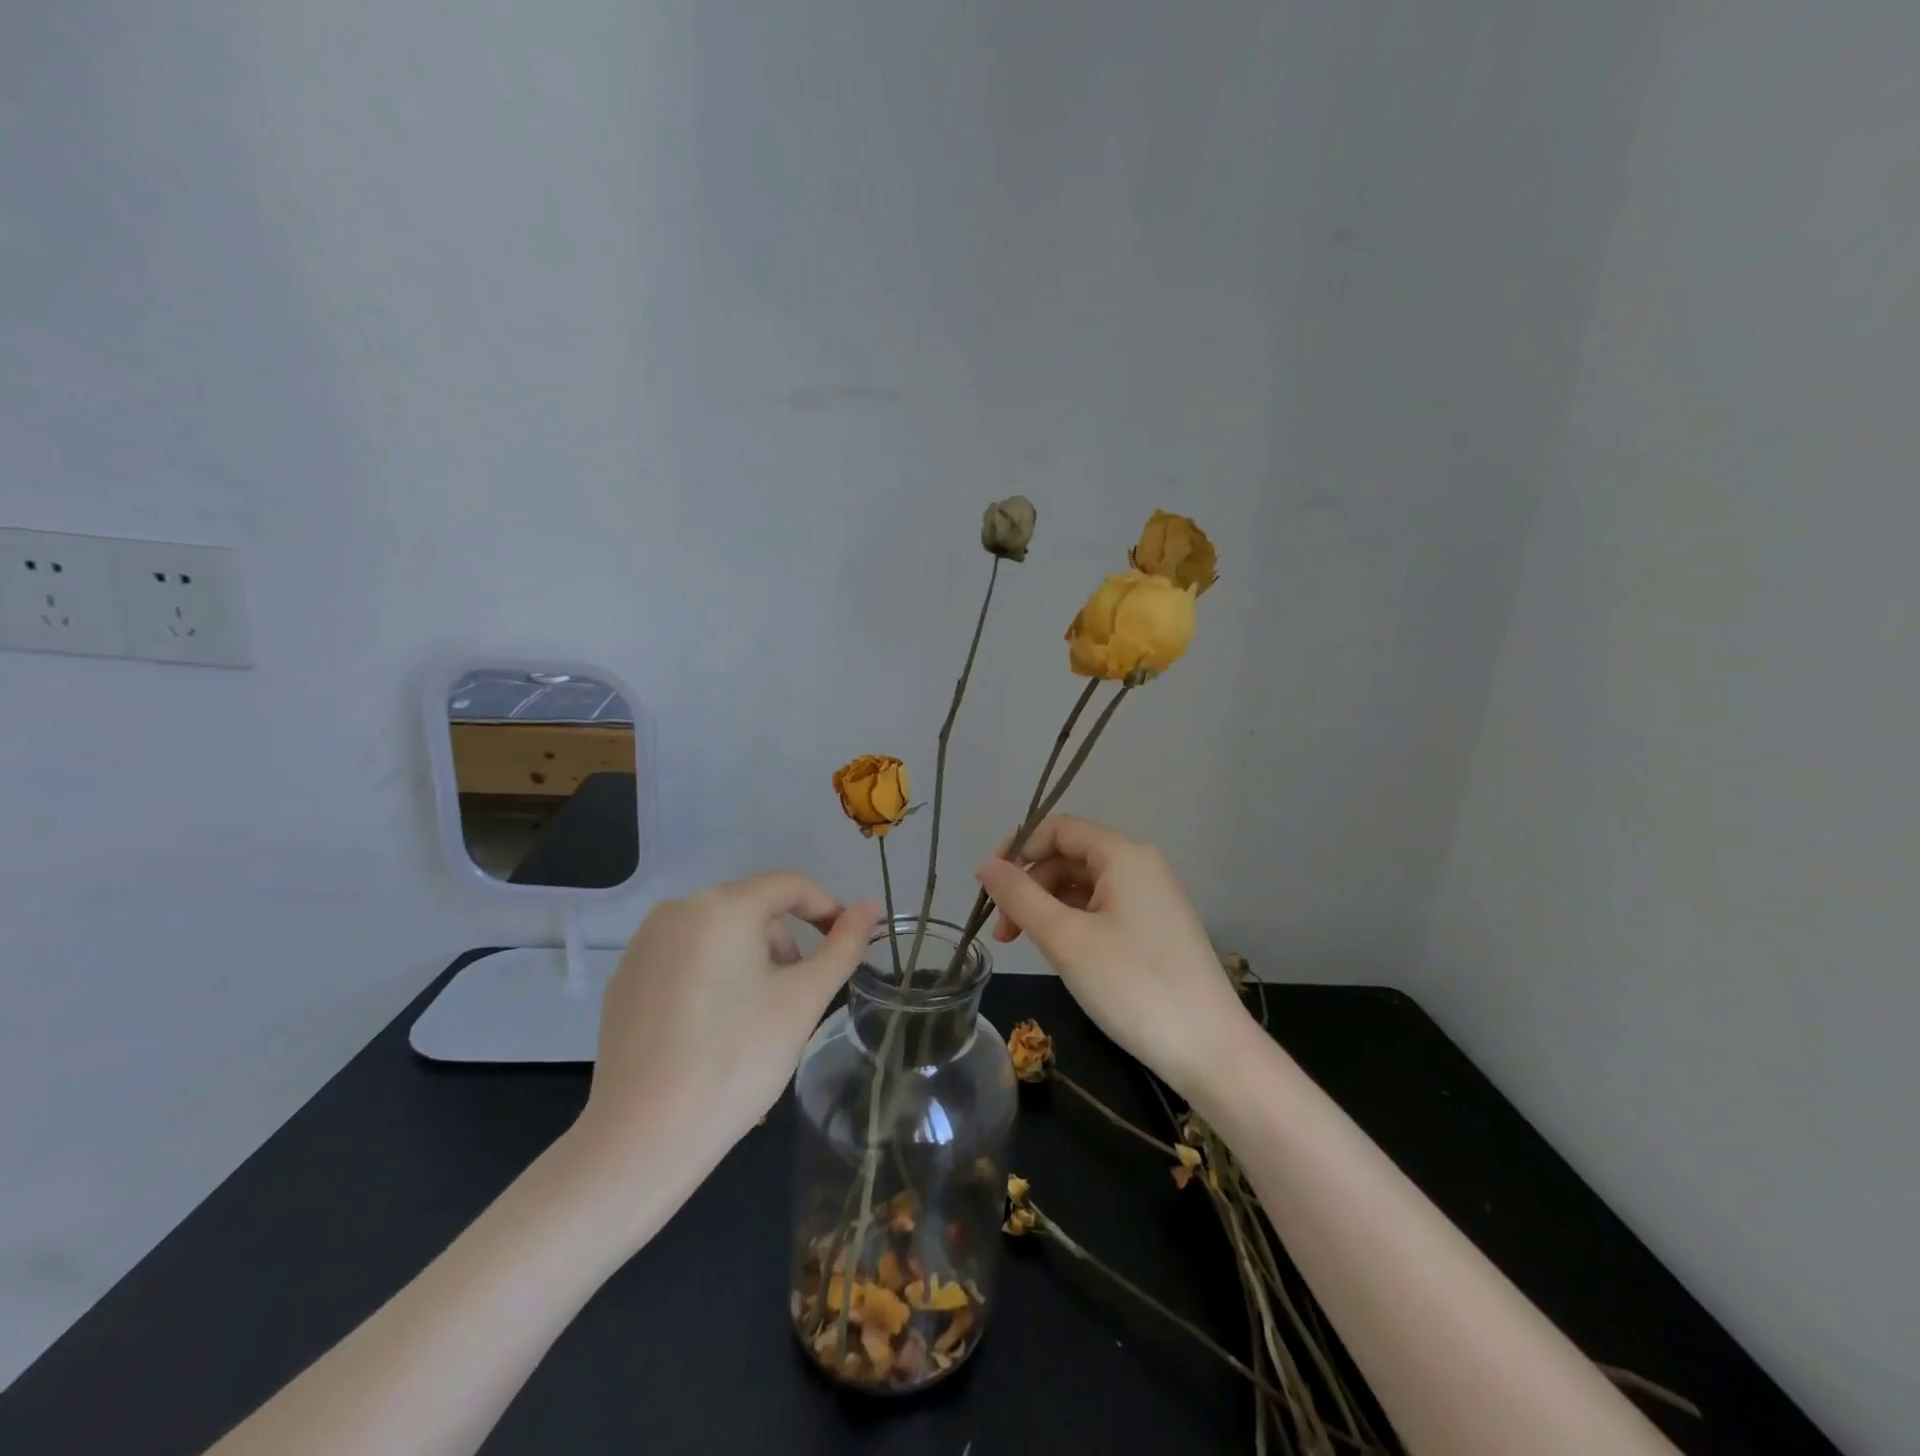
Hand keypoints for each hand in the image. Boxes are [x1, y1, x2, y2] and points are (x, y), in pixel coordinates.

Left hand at [573, 874, 881, 1183]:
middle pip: (753, 909)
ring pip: (720, 935)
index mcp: (721, 906)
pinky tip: (713, 1032)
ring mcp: (644, 945)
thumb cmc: (736, 1060)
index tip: (845, 949)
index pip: (790, 885)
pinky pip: (686, 960)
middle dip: (786, 946)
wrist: (641, 1140)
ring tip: (756, 1021)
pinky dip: (713, 979)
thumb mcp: (803, 1000)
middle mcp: (677, 911)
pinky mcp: (625, 980)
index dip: (827, 909)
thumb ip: (843, 946)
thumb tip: (872, 906)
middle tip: (797, 1001)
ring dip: (751, 962)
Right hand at [976, 816, 1251, 1098]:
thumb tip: (985, 866)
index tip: (988, 886)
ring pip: (1084, 885)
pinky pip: (1103, 908)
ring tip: (1025, 944)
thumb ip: (1020, 896)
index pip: (1059, 829)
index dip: (1018, 848)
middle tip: (1003, 932)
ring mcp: (1152, 898)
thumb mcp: (1066, 939)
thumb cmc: (1133, 986)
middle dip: (1030, 885)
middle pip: (1070, 857)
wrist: (1210, 1051)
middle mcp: (1141, 866)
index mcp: (1124, 856)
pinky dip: (1073, 922)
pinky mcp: (1156, 928)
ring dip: (1048, 906)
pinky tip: (1060, 952)